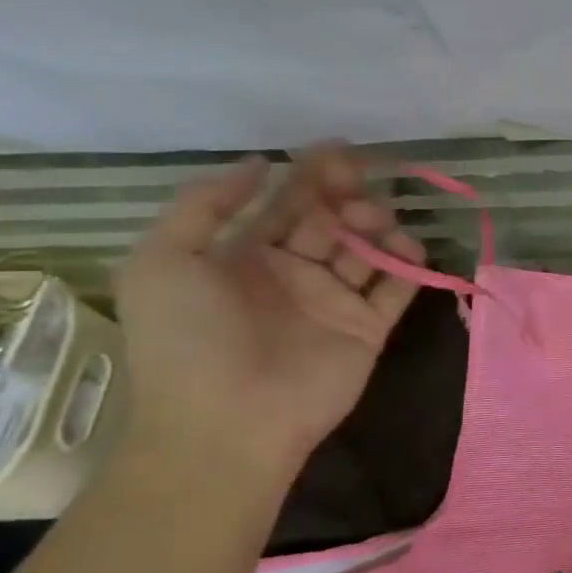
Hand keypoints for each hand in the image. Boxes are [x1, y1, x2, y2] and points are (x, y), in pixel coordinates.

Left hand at [115, 144, 424, 482]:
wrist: (225, 423)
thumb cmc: (187, 340)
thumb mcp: (162, 261)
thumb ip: (204, 204)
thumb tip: (260, 162)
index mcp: (245, 256)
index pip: (287, 204)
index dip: (310, 174)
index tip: (338, 150)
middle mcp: (294, 273)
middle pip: (332, 220)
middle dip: (348, 195)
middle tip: (359, 183)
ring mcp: (333, 301)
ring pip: (367, 249)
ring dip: (378, 226)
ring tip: (374, 223)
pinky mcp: (367, 328)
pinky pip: (396, 289)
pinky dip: (408, 266)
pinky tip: (409, 249)